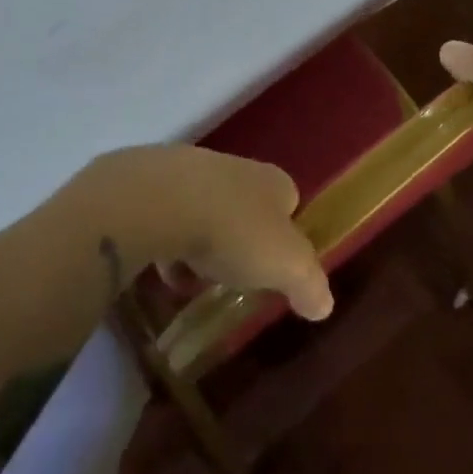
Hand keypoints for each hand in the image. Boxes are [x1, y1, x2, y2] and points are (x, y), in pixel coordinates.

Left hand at [59, 146, 333, 319]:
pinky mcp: (148, 179)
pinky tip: (156, 265)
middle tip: (231, 273)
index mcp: (272, 182)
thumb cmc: (233, 231)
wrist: (157, 200)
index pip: (289, 201)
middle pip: (245, 204)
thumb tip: (325, 306)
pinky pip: (164, 212)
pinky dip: (164, 236)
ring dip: (200, 237)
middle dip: (239, 236)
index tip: (274, 265)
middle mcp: (235, 167)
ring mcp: (189, 169)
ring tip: (190, 275)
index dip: (285, 233)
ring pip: (203, 206)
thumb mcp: (285, 266)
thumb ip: (309, 284)